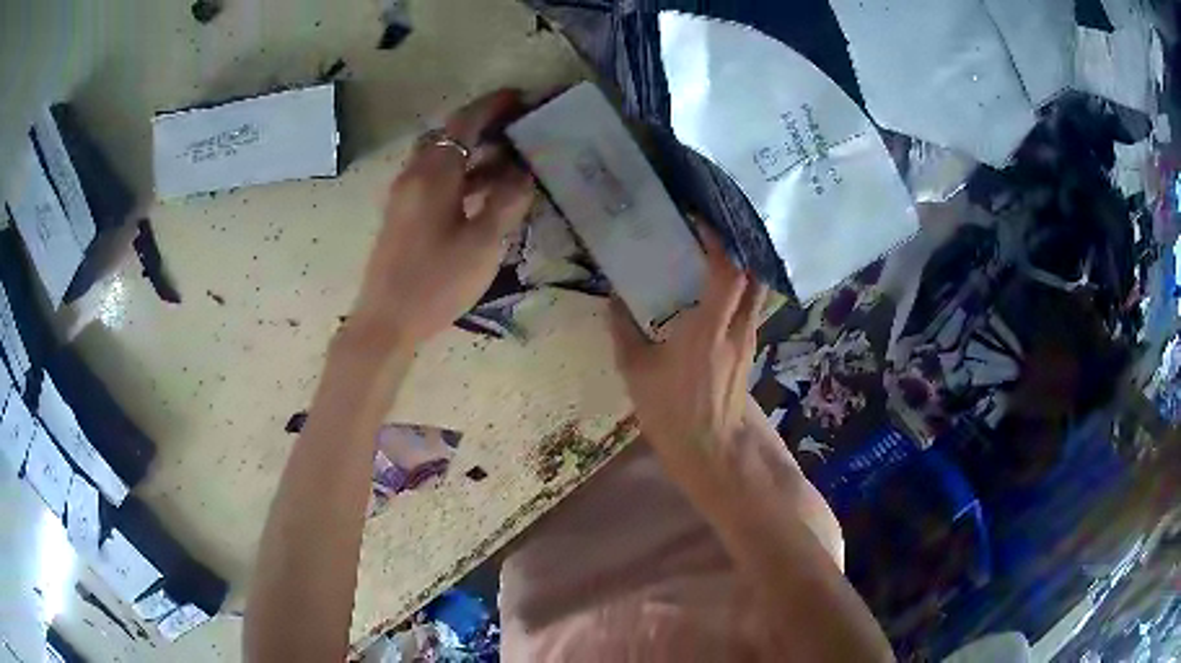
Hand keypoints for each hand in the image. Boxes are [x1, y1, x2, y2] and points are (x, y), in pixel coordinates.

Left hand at [349, 89, 534, 349]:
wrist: (386, 321)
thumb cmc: (435, 282)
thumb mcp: (482, 243)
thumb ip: (507, 201)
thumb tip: (524, 173)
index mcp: (433, 174)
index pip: (464, 123)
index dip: (493, 105)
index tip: (521, 96)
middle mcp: (415, 175)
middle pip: (450, 135)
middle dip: (484, 124)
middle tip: (519, 127)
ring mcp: (405, 195)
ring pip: (442, 158)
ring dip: (474, 152)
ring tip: (511, 158)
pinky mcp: (404, 214)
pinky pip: (436, 179)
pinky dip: (462, 174)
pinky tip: (485, 191)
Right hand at [610, 226, 767, 483]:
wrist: (711, 449)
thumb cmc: (672, 412)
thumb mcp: (636, 371)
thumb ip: (623, 330)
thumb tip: (613, 299)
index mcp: (708, 329)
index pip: (727, 272)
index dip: (717, 242)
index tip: (698, 222)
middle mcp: (737, 328)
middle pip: (752, 275)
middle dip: (736, 247)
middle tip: (711, 232)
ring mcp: (748, 339)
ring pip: (757, 291)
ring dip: (743, 267)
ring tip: (717, 253)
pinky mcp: (750, 350)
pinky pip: (752, 307)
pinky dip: (742, 288)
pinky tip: (720, 289)